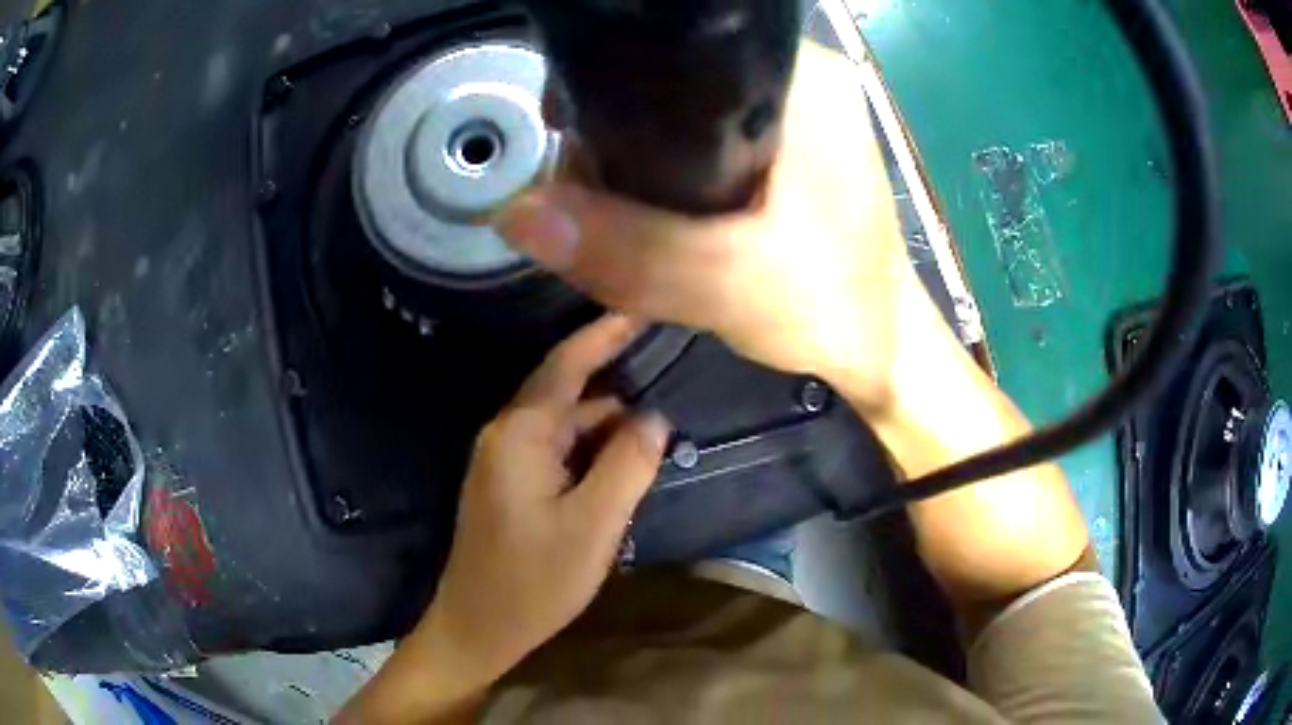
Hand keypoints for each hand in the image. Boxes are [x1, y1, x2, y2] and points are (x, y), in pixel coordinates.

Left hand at [337, 316, 667, 723]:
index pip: (566, 364)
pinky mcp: (508, 485)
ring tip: (655, 419)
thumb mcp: (594, 524)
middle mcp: (506, 435)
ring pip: (563, 424)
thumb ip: (627, 464)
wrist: (478, 626)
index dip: (604, 333)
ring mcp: (503, 461)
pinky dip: (589, 448)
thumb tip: (654, 417)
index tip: (640, 306)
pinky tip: (620, 460)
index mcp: (520, 434)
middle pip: (566, 391)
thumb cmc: (534, 580)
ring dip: (605, 421)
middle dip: (614, 378)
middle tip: (665, 364)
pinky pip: (555, 450)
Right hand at [497, 43, 928, 409]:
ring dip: (635, 156)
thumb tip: (517, 212)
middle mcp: (797, 79)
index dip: (605, 85)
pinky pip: (700, 138)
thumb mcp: (726, 283)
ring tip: (614, 208)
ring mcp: (793, 112)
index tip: (565, 135)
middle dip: (615, 133)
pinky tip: (649, 208)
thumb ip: (627, 249)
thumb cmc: (833, 309)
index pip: (674, 50)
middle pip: (670, 80)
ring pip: (679, 111)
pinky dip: (663, 170)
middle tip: (590, 195)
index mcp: (800, 81)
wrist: (879, 347)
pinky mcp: (784, 145)